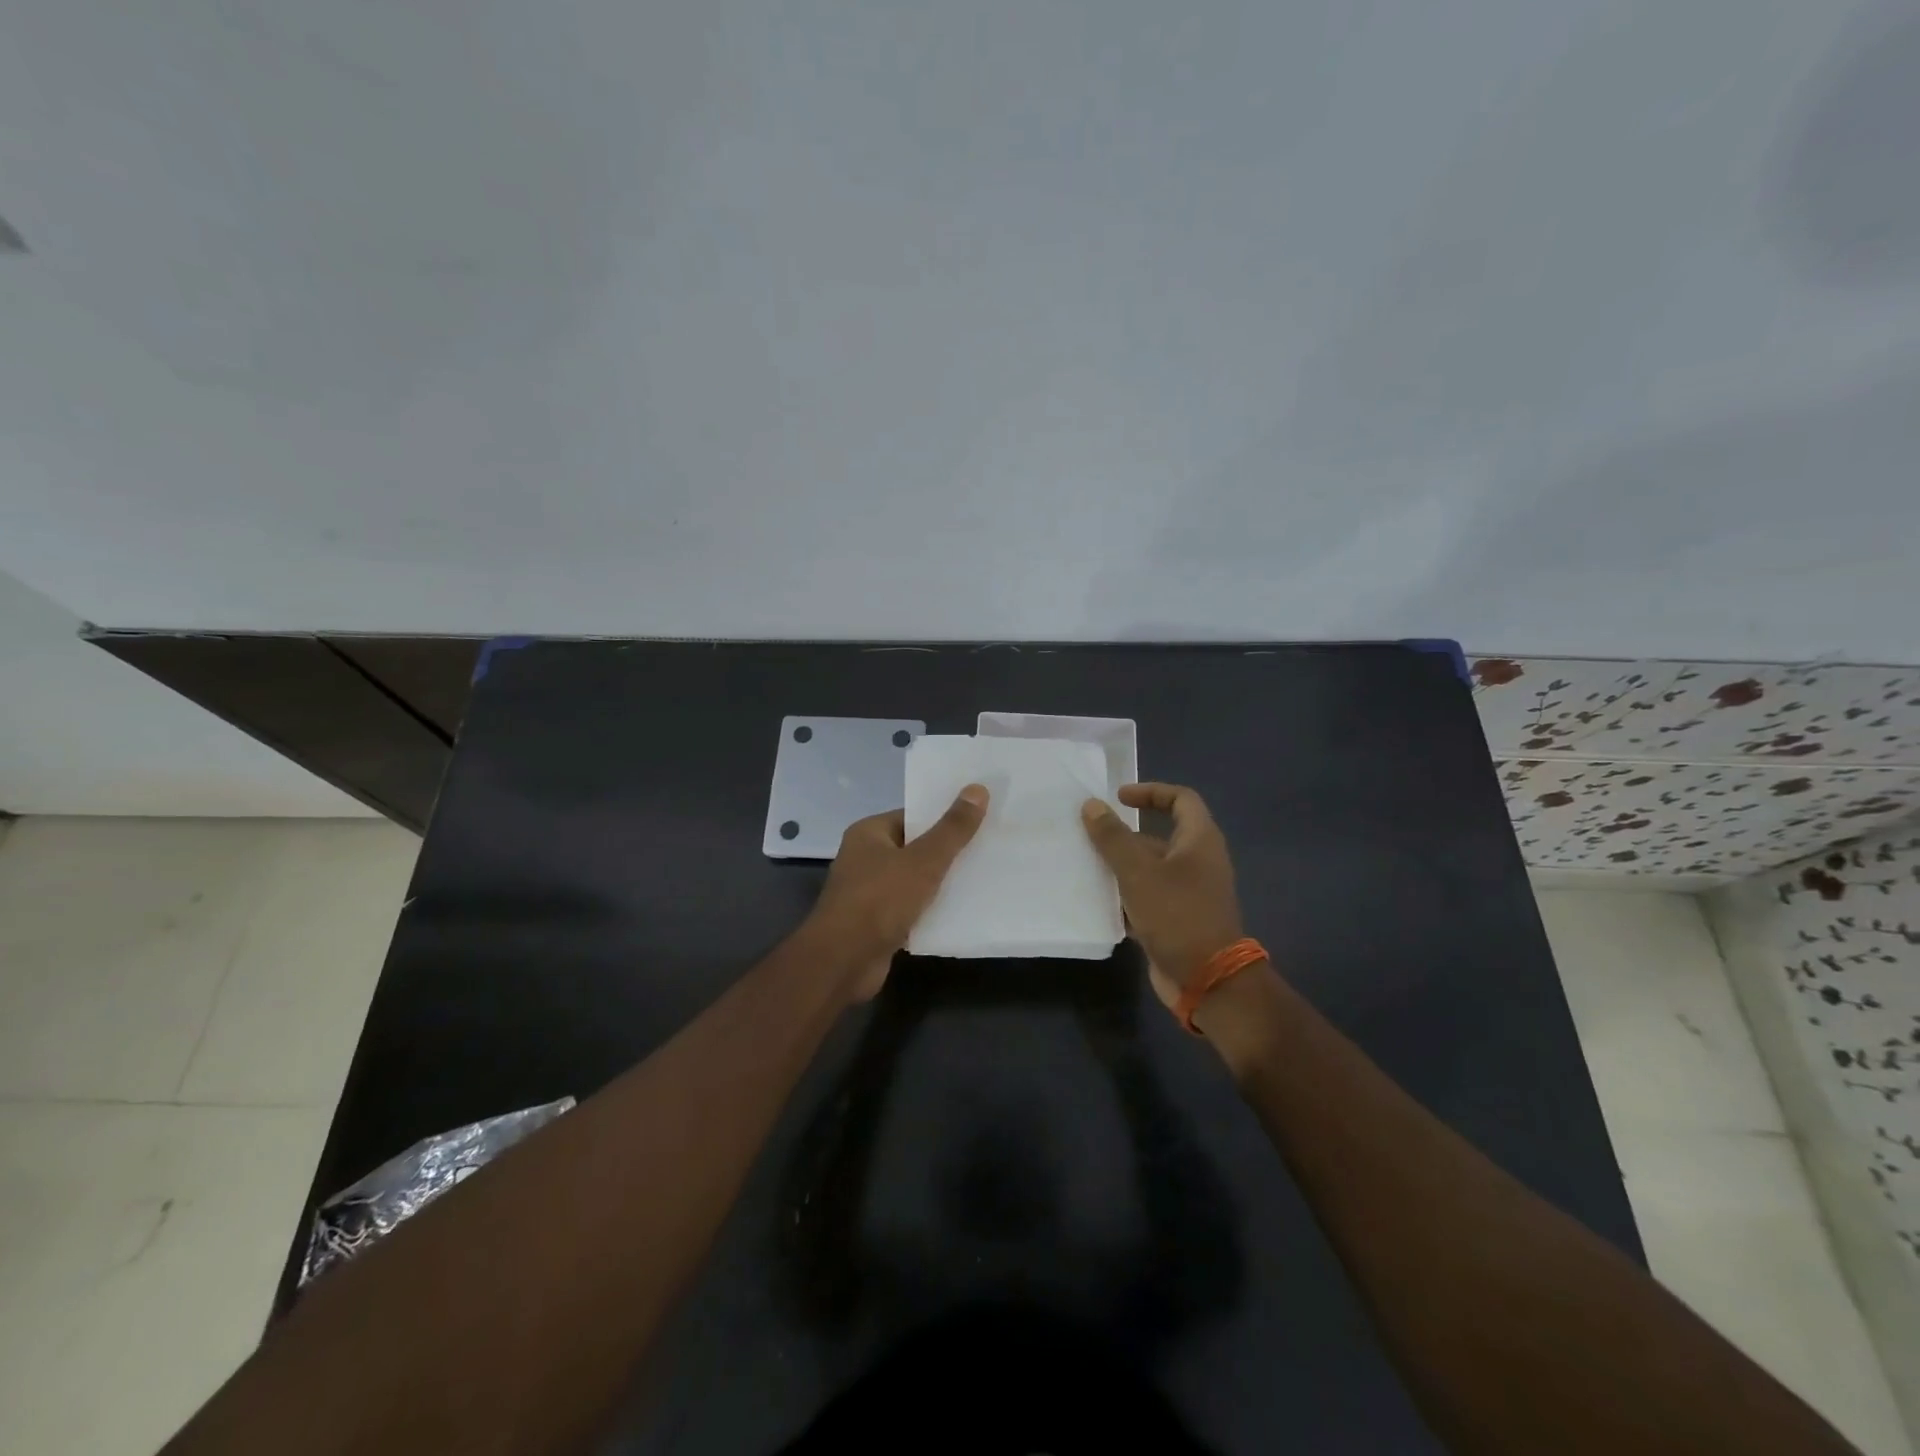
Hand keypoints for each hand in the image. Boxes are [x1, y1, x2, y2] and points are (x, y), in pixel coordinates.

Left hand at [809, 786, 989, 998]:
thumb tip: (978, 788)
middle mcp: (865, 858)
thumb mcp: (923, 861)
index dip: (944, 818)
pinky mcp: (877, 923)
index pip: (912, 817)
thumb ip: (952, 829)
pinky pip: (911, 908)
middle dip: (948, 852)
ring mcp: (869, 892)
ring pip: (915, 880)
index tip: (979, 820)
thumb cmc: (879, 900)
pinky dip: (932, 910)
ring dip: (941, 883)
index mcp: (869, 833)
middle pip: (915, 848)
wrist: (843, 962)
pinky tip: (962, 911)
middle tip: (988, 847)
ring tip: (983, 877)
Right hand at [1081, 783, 1244, 1010]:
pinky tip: (1097, 900)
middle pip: (1160, 835)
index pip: (1181, 800)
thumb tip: (1092, 805)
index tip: (1119, 798)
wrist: (1208, 980)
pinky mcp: (1177, 920)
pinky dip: (1126, 895)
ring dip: (1121, 866)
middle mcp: (1198, 862)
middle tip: (1091, 833)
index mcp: (1199, 841)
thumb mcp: (1138, 872)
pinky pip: (1148, 897)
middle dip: (1125, 834)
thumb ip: (1113, 837)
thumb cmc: (1177, 915)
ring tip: (1085, 865)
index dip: (1151, 792)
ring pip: (1151, 869)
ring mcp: (1189, 893)